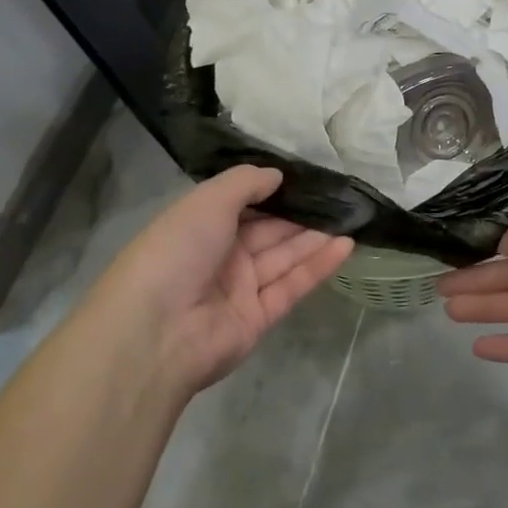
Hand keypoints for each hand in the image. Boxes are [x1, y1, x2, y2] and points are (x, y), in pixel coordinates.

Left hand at [94, 166, 352, 393]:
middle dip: (301, 212)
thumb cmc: (176, 251)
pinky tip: (346, 245)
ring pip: (284, 256)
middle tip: (340, 194)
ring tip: (352, 215)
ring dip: (316, 236)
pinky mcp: (258, 317)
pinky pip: (292, 285)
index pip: (243, 203)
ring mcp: (239, 288)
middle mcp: (220, 255)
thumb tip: (277, 175)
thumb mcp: (207, 201)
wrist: (155, 332)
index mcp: (200, 225)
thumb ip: (245, 183)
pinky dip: (318, 266)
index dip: (274, 190)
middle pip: (268, 229)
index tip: (309, 175)